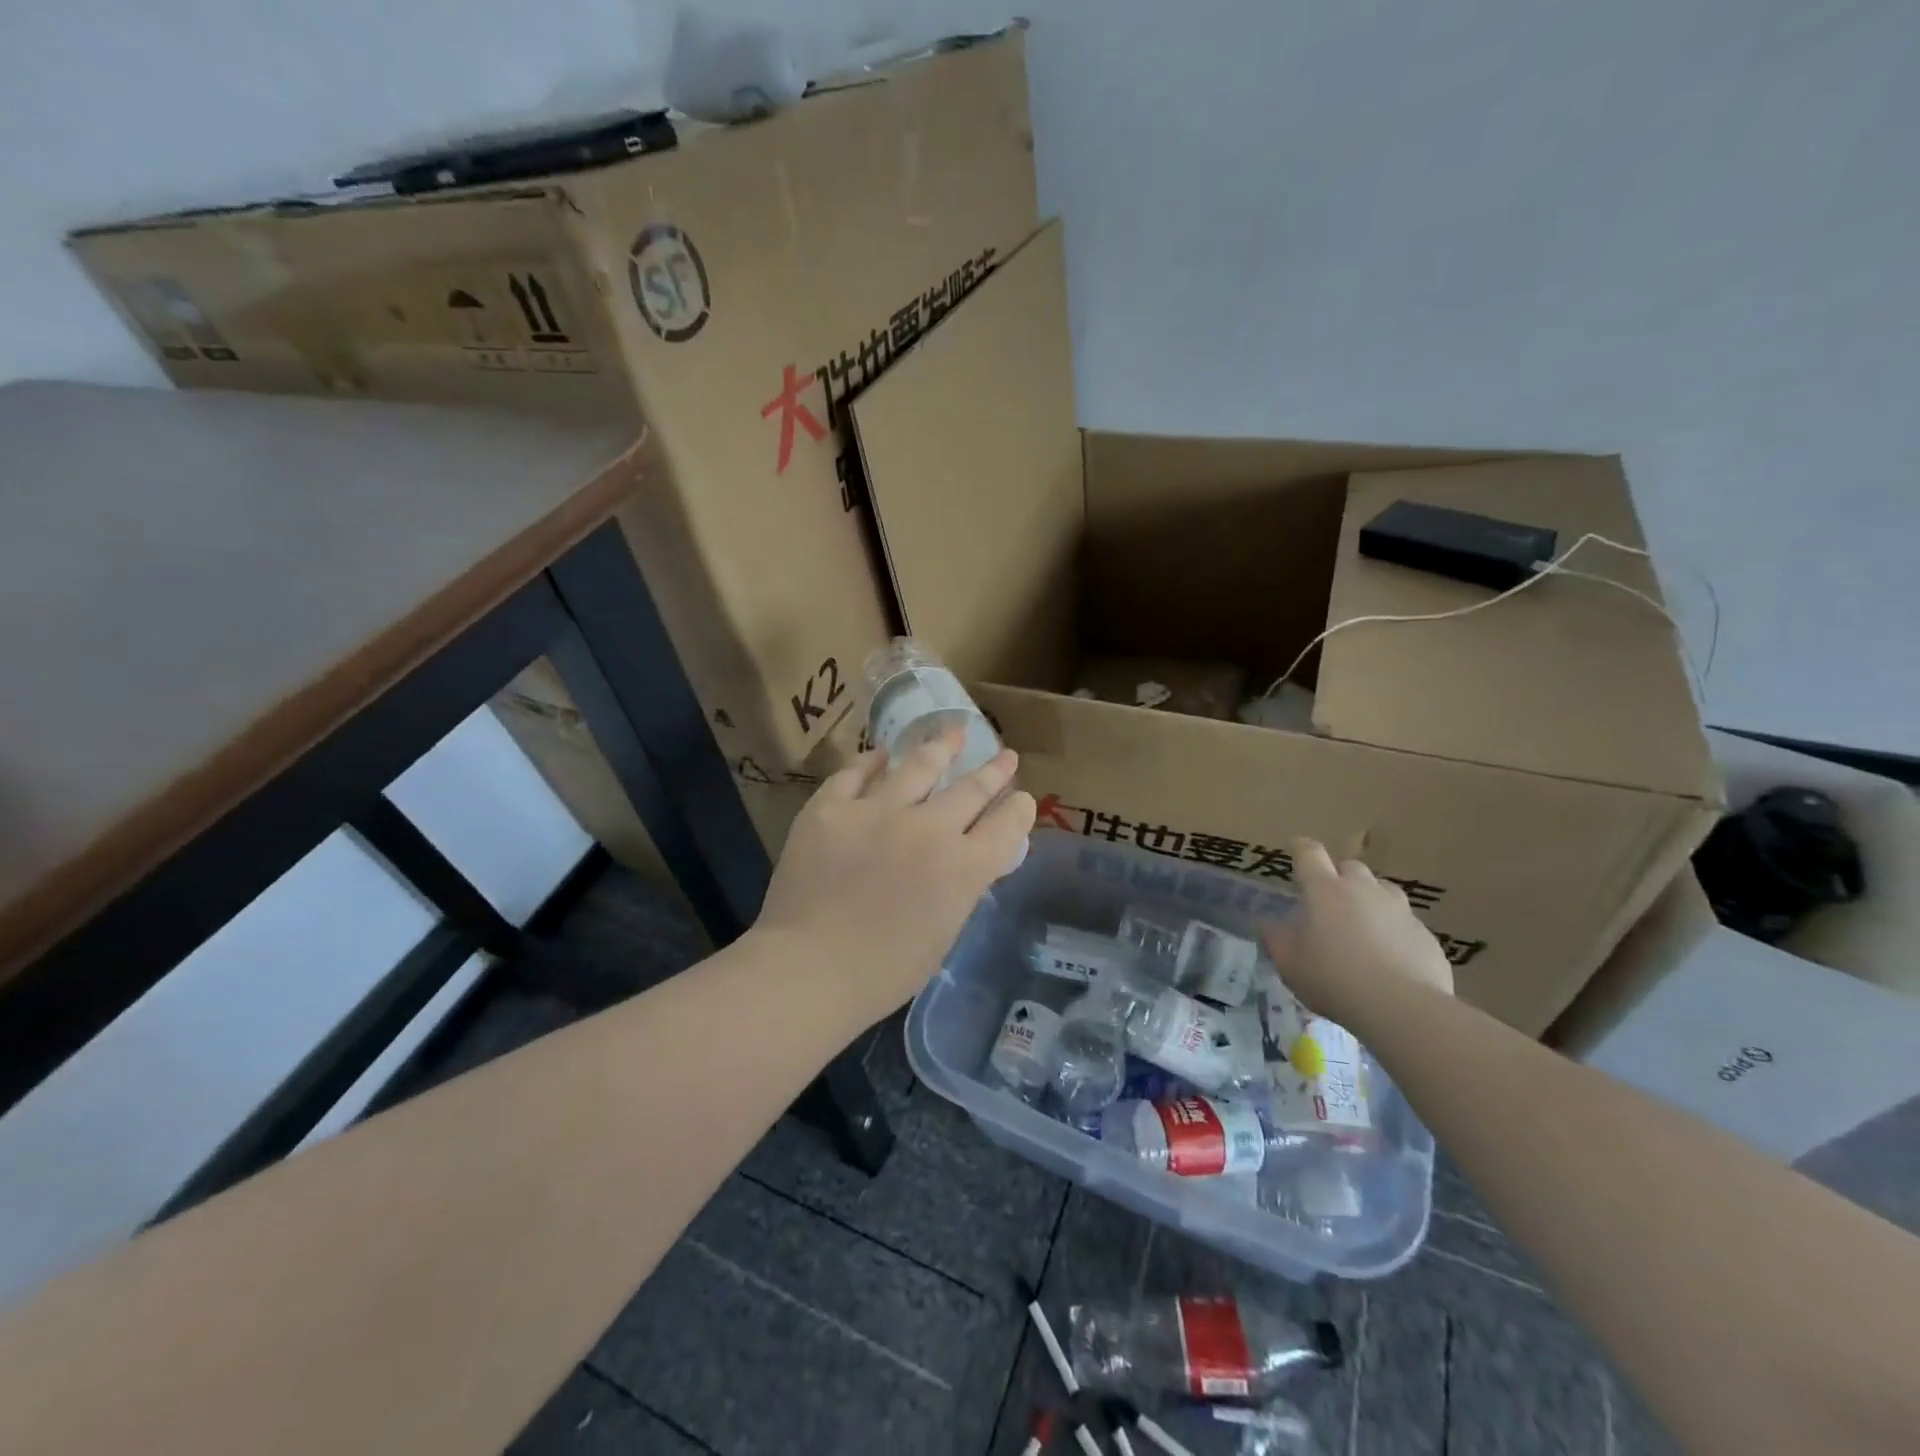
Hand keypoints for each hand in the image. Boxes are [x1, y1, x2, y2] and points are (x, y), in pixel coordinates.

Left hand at [752, 730, 1035, 1023]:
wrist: (807, 969)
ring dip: (941, 747)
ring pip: (918, 765)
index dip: (1019, 810)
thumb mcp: (942, 933)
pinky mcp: (831, 807)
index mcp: (963, 868)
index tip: (1022, 800)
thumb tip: (969, 861)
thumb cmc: (882, 971)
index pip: (1006, 826)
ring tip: (954, 731)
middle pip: (971, 789)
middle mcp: (928, 829)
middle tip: (1006, 756)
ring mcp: (877, 811)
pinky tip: (882, 753)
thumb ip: (960, 889)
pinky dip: (872, 761)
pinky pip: (856, 772)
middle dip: (994, 771)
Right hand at [1264, 837, 1453, 1024]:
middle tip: (1329, 900)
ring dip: (1370, 899)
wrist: (1402, 1008)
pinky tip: (1389, 957)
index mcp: (1324, 890)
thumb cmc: (1333, 979)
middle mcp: (1363, 890)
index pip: (1309, 854)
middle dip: (1338, 876)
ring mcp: (1399, 910)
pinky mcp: (1425, 935)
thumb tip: (1268, 924)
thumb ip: (1276, 939)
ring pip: (1383, 890)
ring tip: (1362, 924)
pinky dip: (1393, 931)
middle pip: (1350, 867)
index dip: (1300, 847)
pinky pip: (1404, 923)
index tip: (1295, 847)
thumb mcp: (1289, 963)